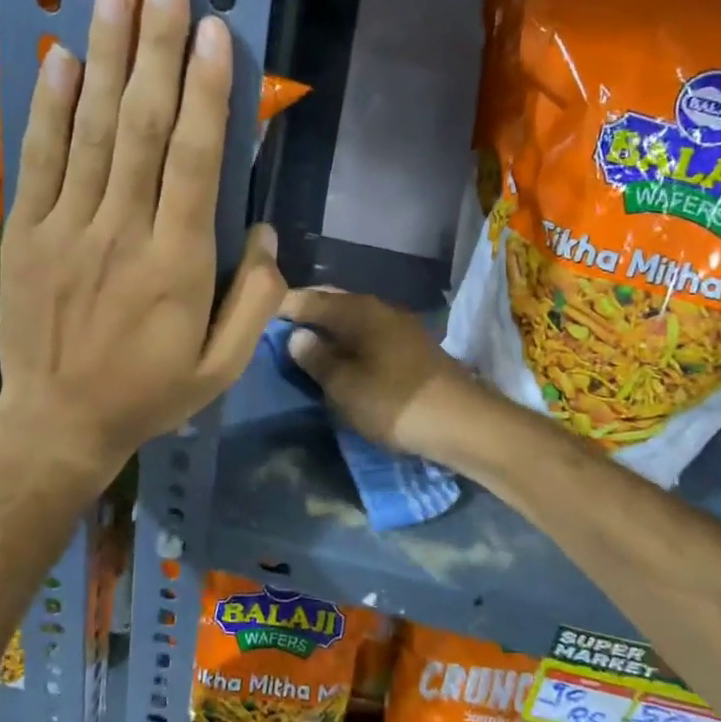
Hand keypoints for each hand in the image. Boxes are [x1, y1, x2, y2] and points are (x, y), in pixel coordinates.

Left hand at [0, 0, 284, 480]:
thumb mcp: (222, 367)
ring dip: (104, 54)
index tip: (212, 29)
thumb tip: (264, 230)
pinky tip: (62, 55)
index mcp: (177, 265)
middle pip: (140, 126)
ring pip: (89, 130)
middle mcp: (122, 232)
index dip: (205, 92)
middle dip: (156, 46)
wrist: (59, 424)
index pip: (194, 161)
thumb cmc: (149, 395)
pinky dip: (49, 105)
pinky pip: (40, 159)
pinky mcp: (29, 233)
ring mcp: (68, 228)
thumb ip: (255, 300)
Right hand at [280, 288, 494, 465]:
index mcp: (358, 311)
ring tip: (305, 347)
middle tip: (278, 331)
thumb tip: (297, 336)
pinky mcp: (412, 348)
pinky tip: (341, 359)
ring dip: (330, 329)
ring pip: (353, 320)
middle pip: (335, 304)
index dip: (284, 305)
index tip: (258, 315)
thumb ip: (316, 359)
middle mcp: (379, 309)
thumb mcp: (344, 386)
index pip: (311, 299)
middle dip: (307, 314)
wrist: (462, 422)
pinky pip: (369, 335)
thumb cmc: (394, 401)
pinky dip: (349, 342)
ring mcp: (400, 327)